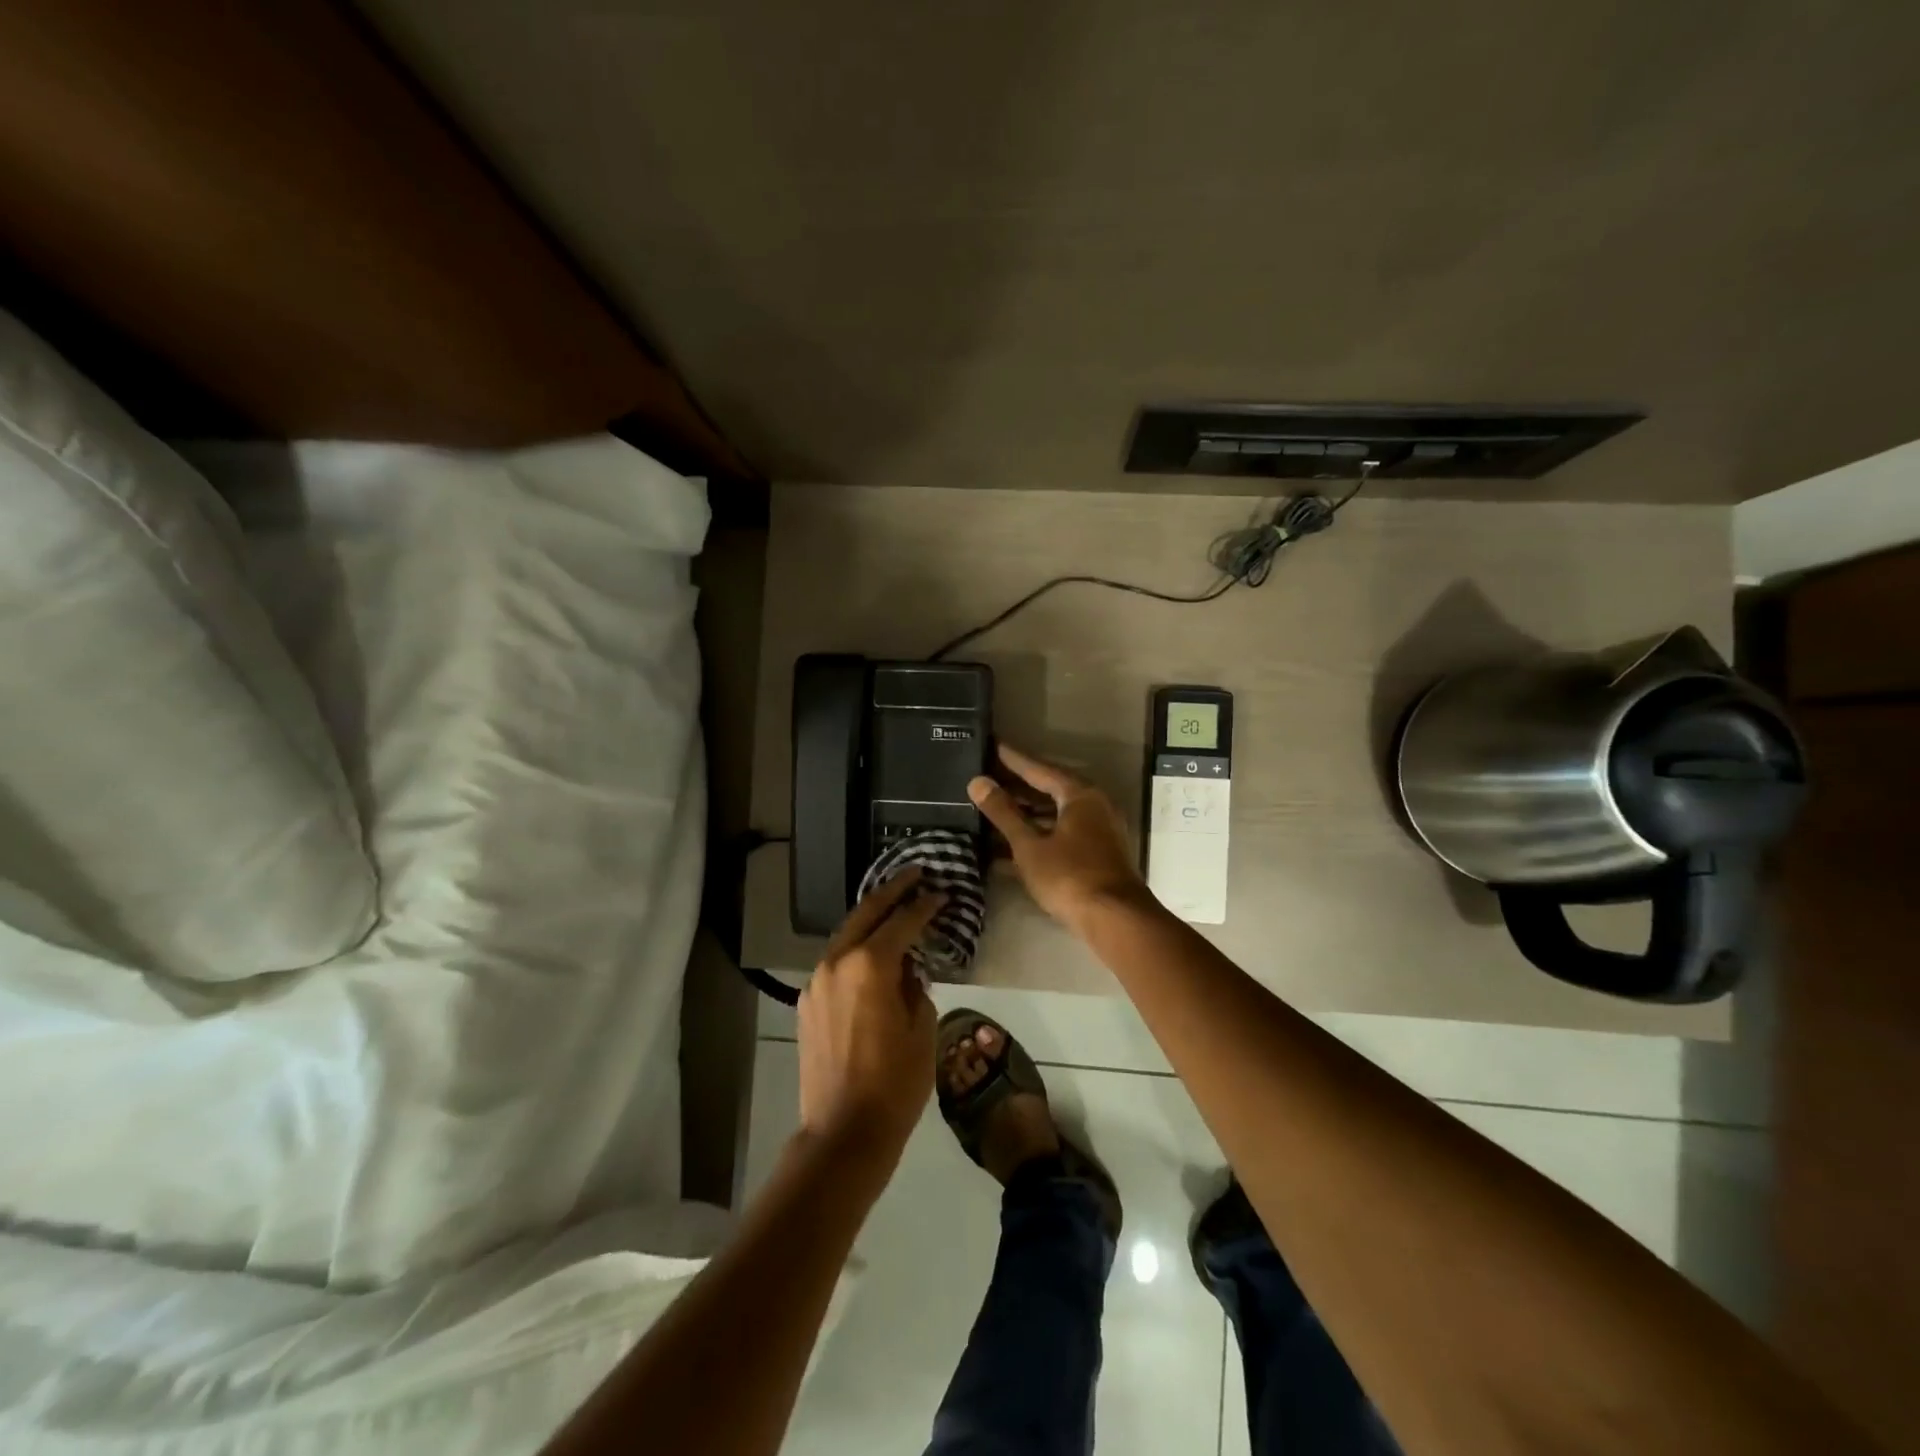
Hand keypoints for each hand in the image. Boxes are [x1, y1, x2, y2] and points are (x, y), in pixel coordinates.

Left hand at [796, 869, 942, 1183]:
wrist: (843, 1131)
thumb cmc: (895, 1083)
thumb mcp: (922, 1029)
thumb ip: (916, 987)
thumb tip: (908, 970)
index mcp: (870, 965)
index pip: (901, 921)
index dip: (923, 905)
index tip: (941, 892)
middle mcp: (837, 962)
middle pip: (866, 913)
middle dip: (892, 890)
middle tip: (913, 873)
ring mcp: (817, 981)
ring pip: (846, 935)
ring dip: (870, 918)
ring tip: (893, 905)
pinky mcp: (807, 1002)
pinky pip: (836, 962)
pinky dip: (855, 949)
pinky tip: (871, 952)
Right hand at [968, 744, 1152, 933]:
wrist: (1115, 920)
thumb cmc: (1070, 876)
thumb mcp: (1029, 845)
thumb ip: (1004, 813)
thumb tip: (978, 782)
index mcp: (1080, 795)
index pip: (1041, 769)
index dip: (1014, 760)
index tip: (994, 746)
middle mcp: (1095, 806)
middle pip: (1051, 790)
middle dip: (1019, 787)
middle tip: (989, 777)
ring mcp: (1100, 831)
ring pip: (1056, 815)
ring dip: (1027, 814)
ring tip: (995, 810)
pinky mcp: (1098, 854)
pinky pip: (1062, 834)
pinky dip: (1039, 835)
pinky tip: (1011, 846)